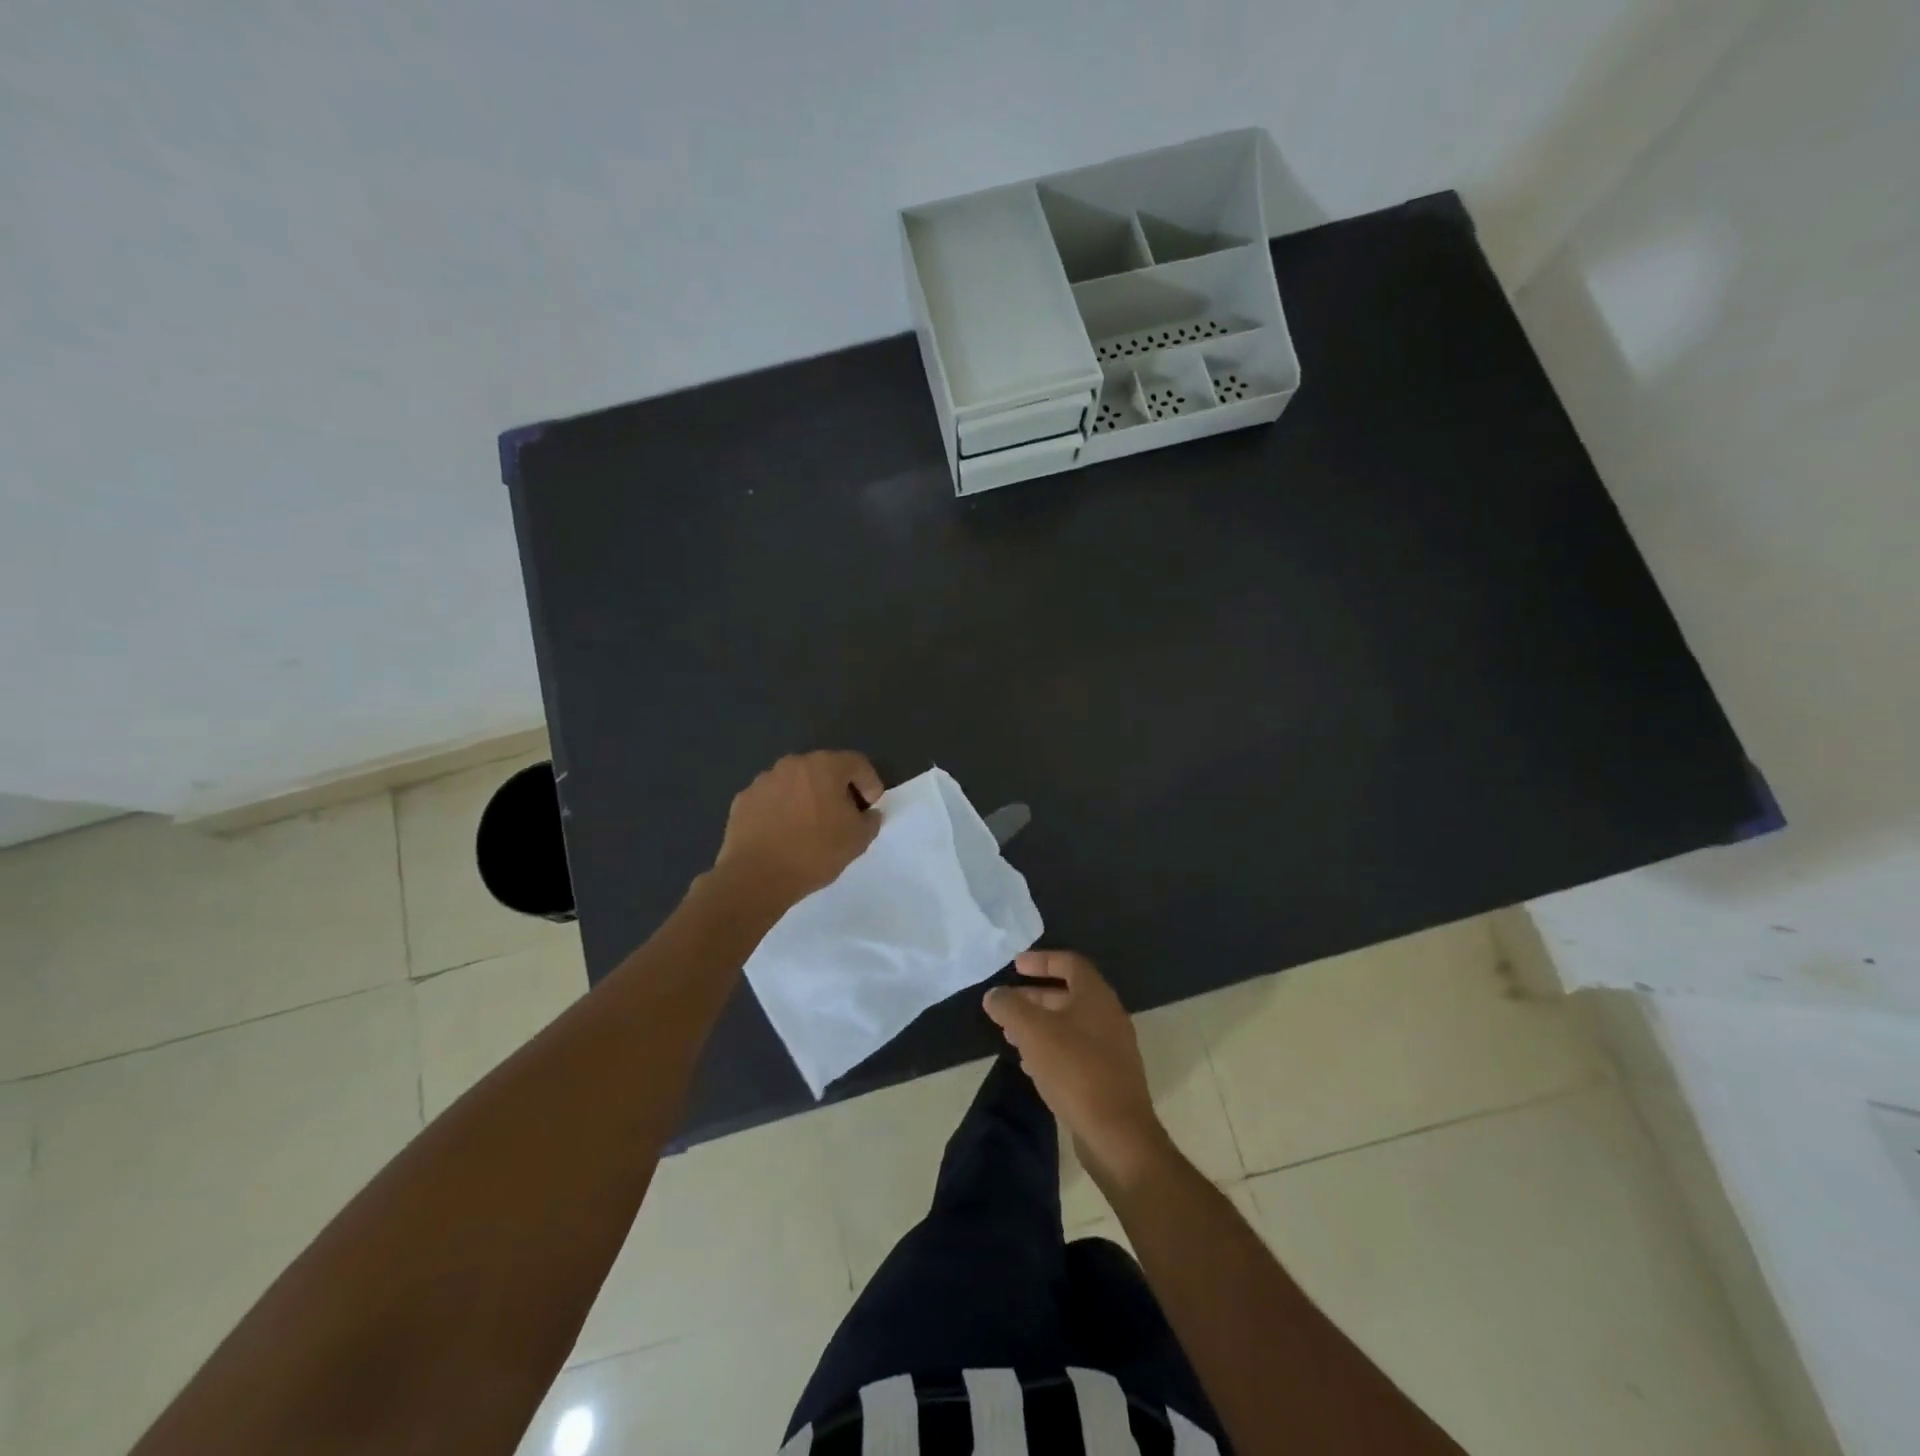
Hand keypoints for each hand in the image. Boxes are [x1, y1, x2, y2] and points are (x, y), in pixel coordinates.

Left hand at [714, 751, 884, 908]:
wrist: (756, 876)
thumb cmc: (814, 852)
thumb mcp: (858, 840)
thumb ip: (870, 820)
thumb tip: (867, 813)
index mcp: (824, 766)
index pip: (857, 763)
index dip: (870, 783)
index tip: (870, 807)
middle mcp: (793, 764)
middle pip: (824, 769)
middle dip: (837, 789)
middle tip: (842, 816)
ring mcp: (763, 780)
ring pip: (795, 783)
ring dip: (807, 798)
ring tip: (809, 827)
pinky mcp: (743, 800)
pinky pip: (772, 799)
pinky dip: (781, 810)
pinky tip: (783, 834)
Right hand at [983, 950, 1168, 1184]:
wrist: (1117, 1134)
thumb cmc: (1075, 1070)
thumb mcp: (1033, 1032)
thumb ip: (1010, 1007)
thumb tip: (994, 995)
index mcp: (1096, 995)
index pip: (1069, 962)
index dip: (1041, 960)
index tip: (1015, 966)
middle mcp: (1108, 1015)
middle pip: (1068, 994)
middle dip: (1034, 996)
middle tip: (1006, 1004)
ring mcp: (1111, 1048)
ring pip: (1070, 1025)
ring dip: (1040, 1025)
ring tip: (1010, 1036)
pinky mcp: (1108, 1077)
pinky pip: (1075, 1051)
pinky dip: (1051, 1049)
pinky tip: (1030, 1065)